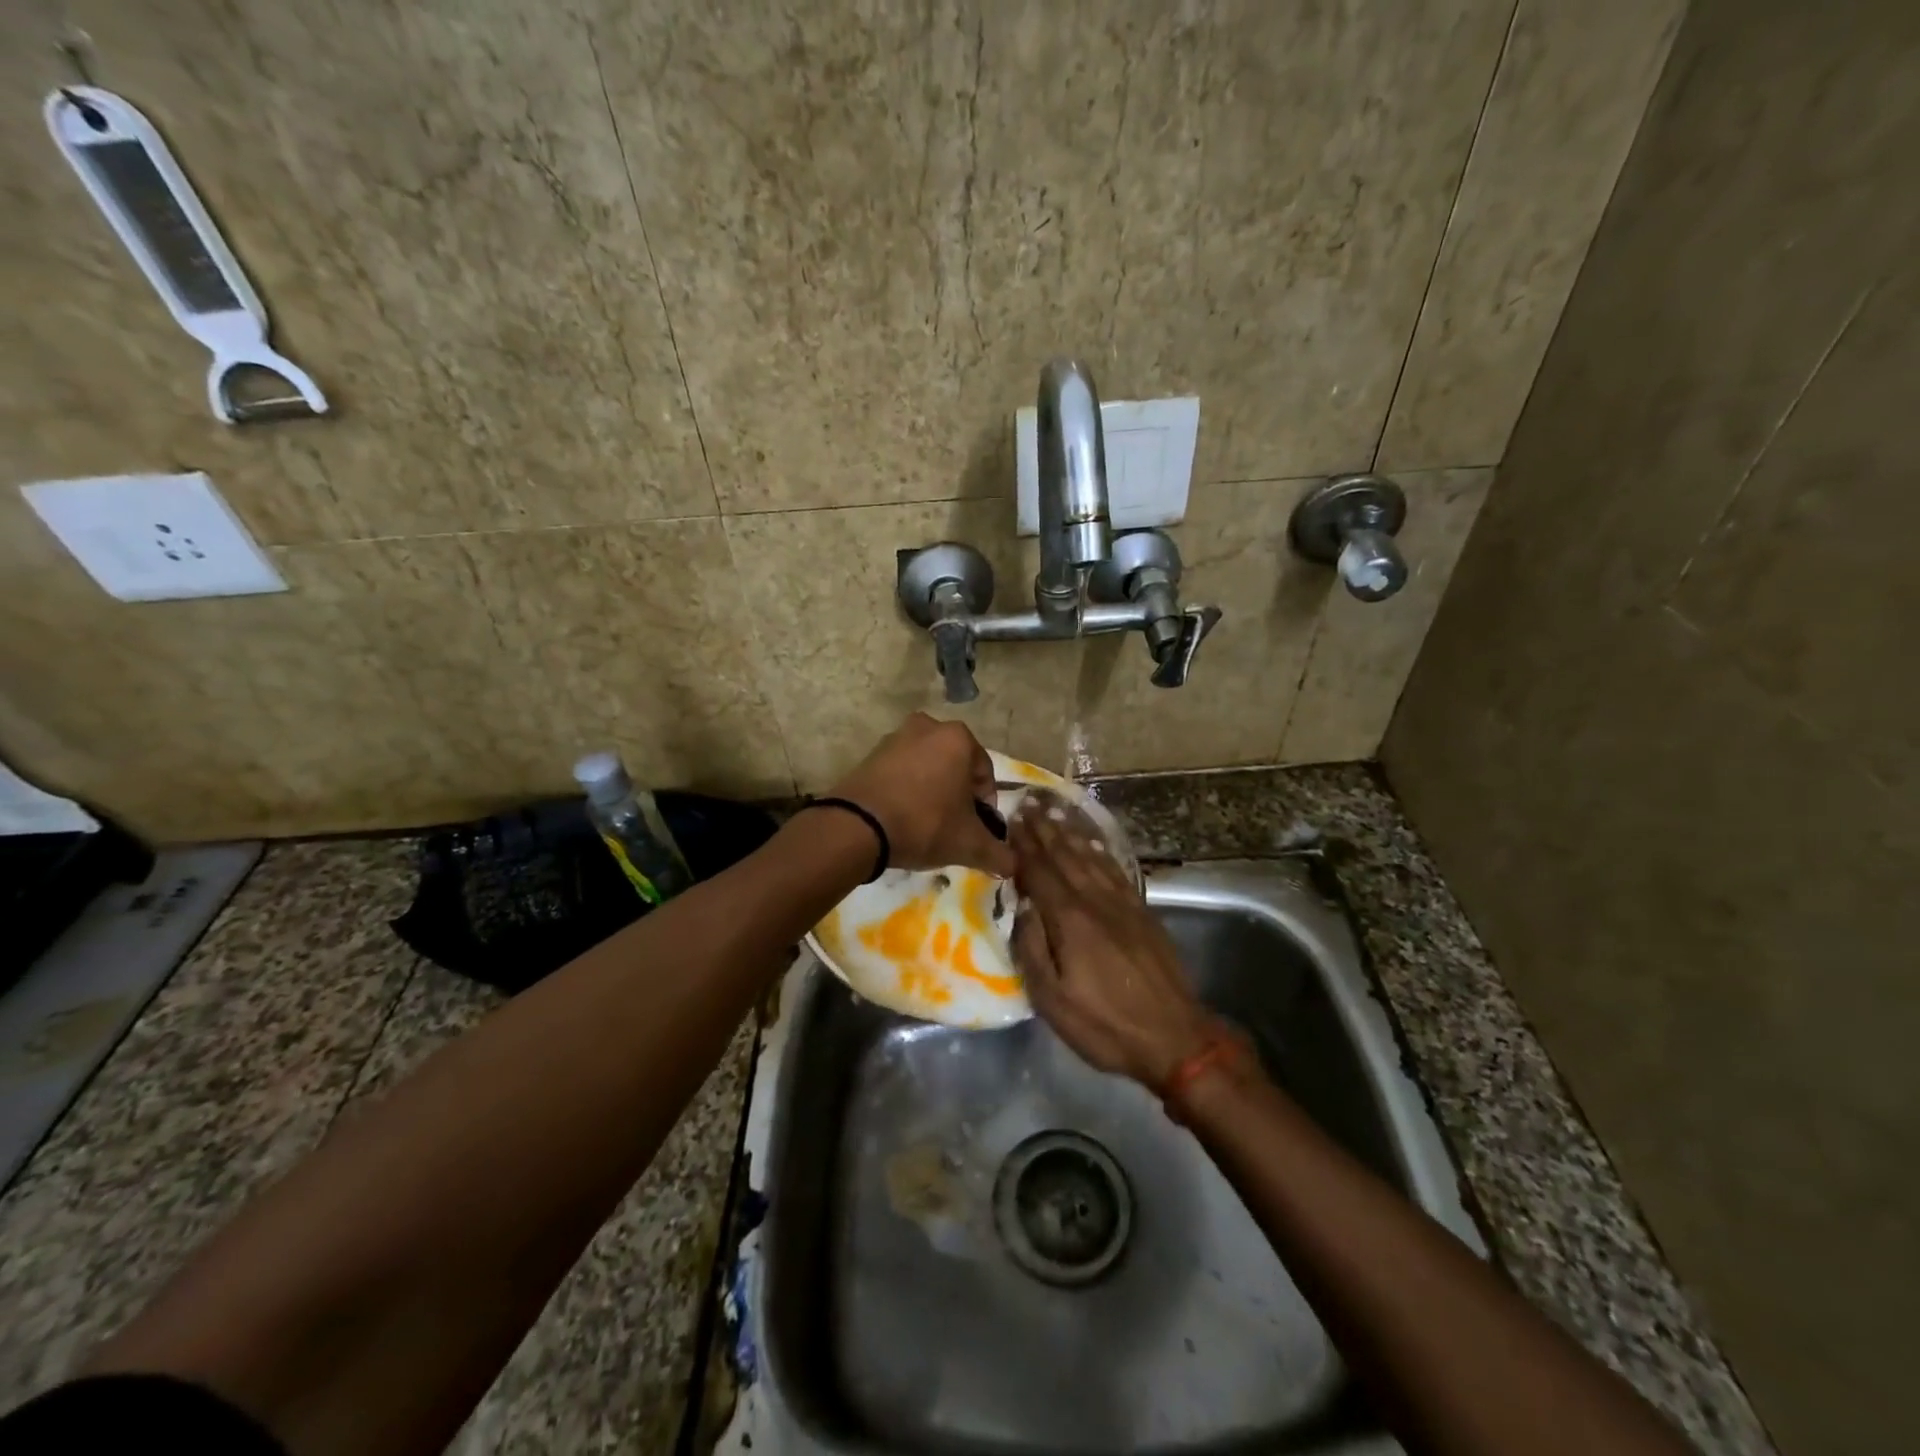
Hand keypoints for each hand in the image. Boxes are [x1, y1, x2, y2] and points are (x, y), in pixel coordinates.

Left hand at [829, 713, 1015, 877]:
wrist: (857, 827)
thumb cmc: (924, 824)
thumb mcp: (969, 844)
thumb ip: (997, 853)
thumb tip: (1012, 866)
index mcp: (958, 738)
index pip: (985, 774)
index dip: (986, 806)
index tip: (979, 830)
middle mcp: (928, 727)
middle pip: (955, 767)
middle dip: (958, 796)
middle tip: (954, 827)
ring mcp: (895, 738)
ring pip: (927, 768)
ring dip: (932, 792)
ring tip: (927, 825)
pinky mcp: (870, 754)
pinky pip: (900, 772)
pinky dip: (907, 791)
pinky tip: (903, 818)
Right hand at [1009, 794, 1215, 1088]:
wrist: (1175, 1038)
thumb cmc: (1105, 1025)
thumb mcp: (1052, 1000)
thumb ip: (1032, 948)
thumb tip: (1021, 906)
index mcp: (1070, 920)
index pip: (1040, 872)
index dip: (1023, 846)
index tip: (1011, 820)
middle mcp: (1095, 901)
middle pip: (1065, 855)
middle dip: (1044, 828)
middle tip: (1028, 801)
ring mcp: (1123, 903)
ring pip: (1091, 856)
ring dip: (1069, 831)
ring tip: (1053, 809)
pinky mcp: (1142, 910)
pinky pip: (1115, 868)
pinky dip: (1100, 848)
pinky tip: (1091, 839)